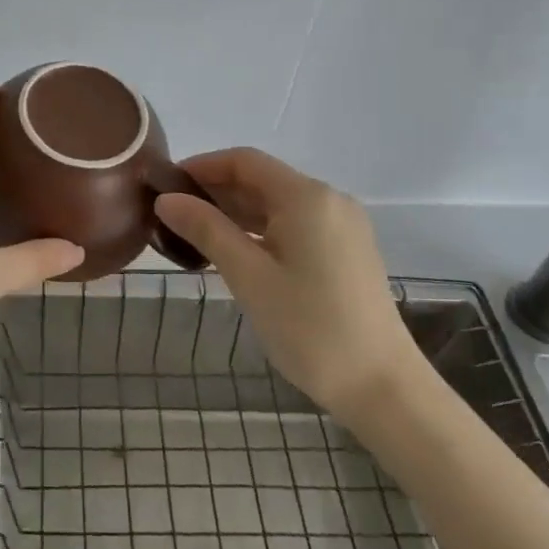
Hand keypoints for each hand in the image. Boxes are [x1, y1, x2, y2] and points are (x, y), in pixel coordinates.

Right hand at [155, 148, 425, 416]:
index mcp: (306, 197)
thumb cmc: (310, 328)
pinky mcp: (345, 251)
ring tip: (192, 235)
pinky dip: (259, 231)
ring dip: (235, 213)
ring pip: (276, 204)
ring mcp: (341, 226)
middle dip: (215, 192)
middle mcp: (328, 200)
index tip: (165, 186)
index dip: (202, 167)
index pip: (244, 161)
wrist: (382, 387)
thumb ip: (206, 230)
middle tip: (171, 216)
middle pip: (261, 180)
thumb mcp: (249, 277)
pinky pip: (293, 225)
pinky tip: (232, 252)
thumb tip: (166, 199)